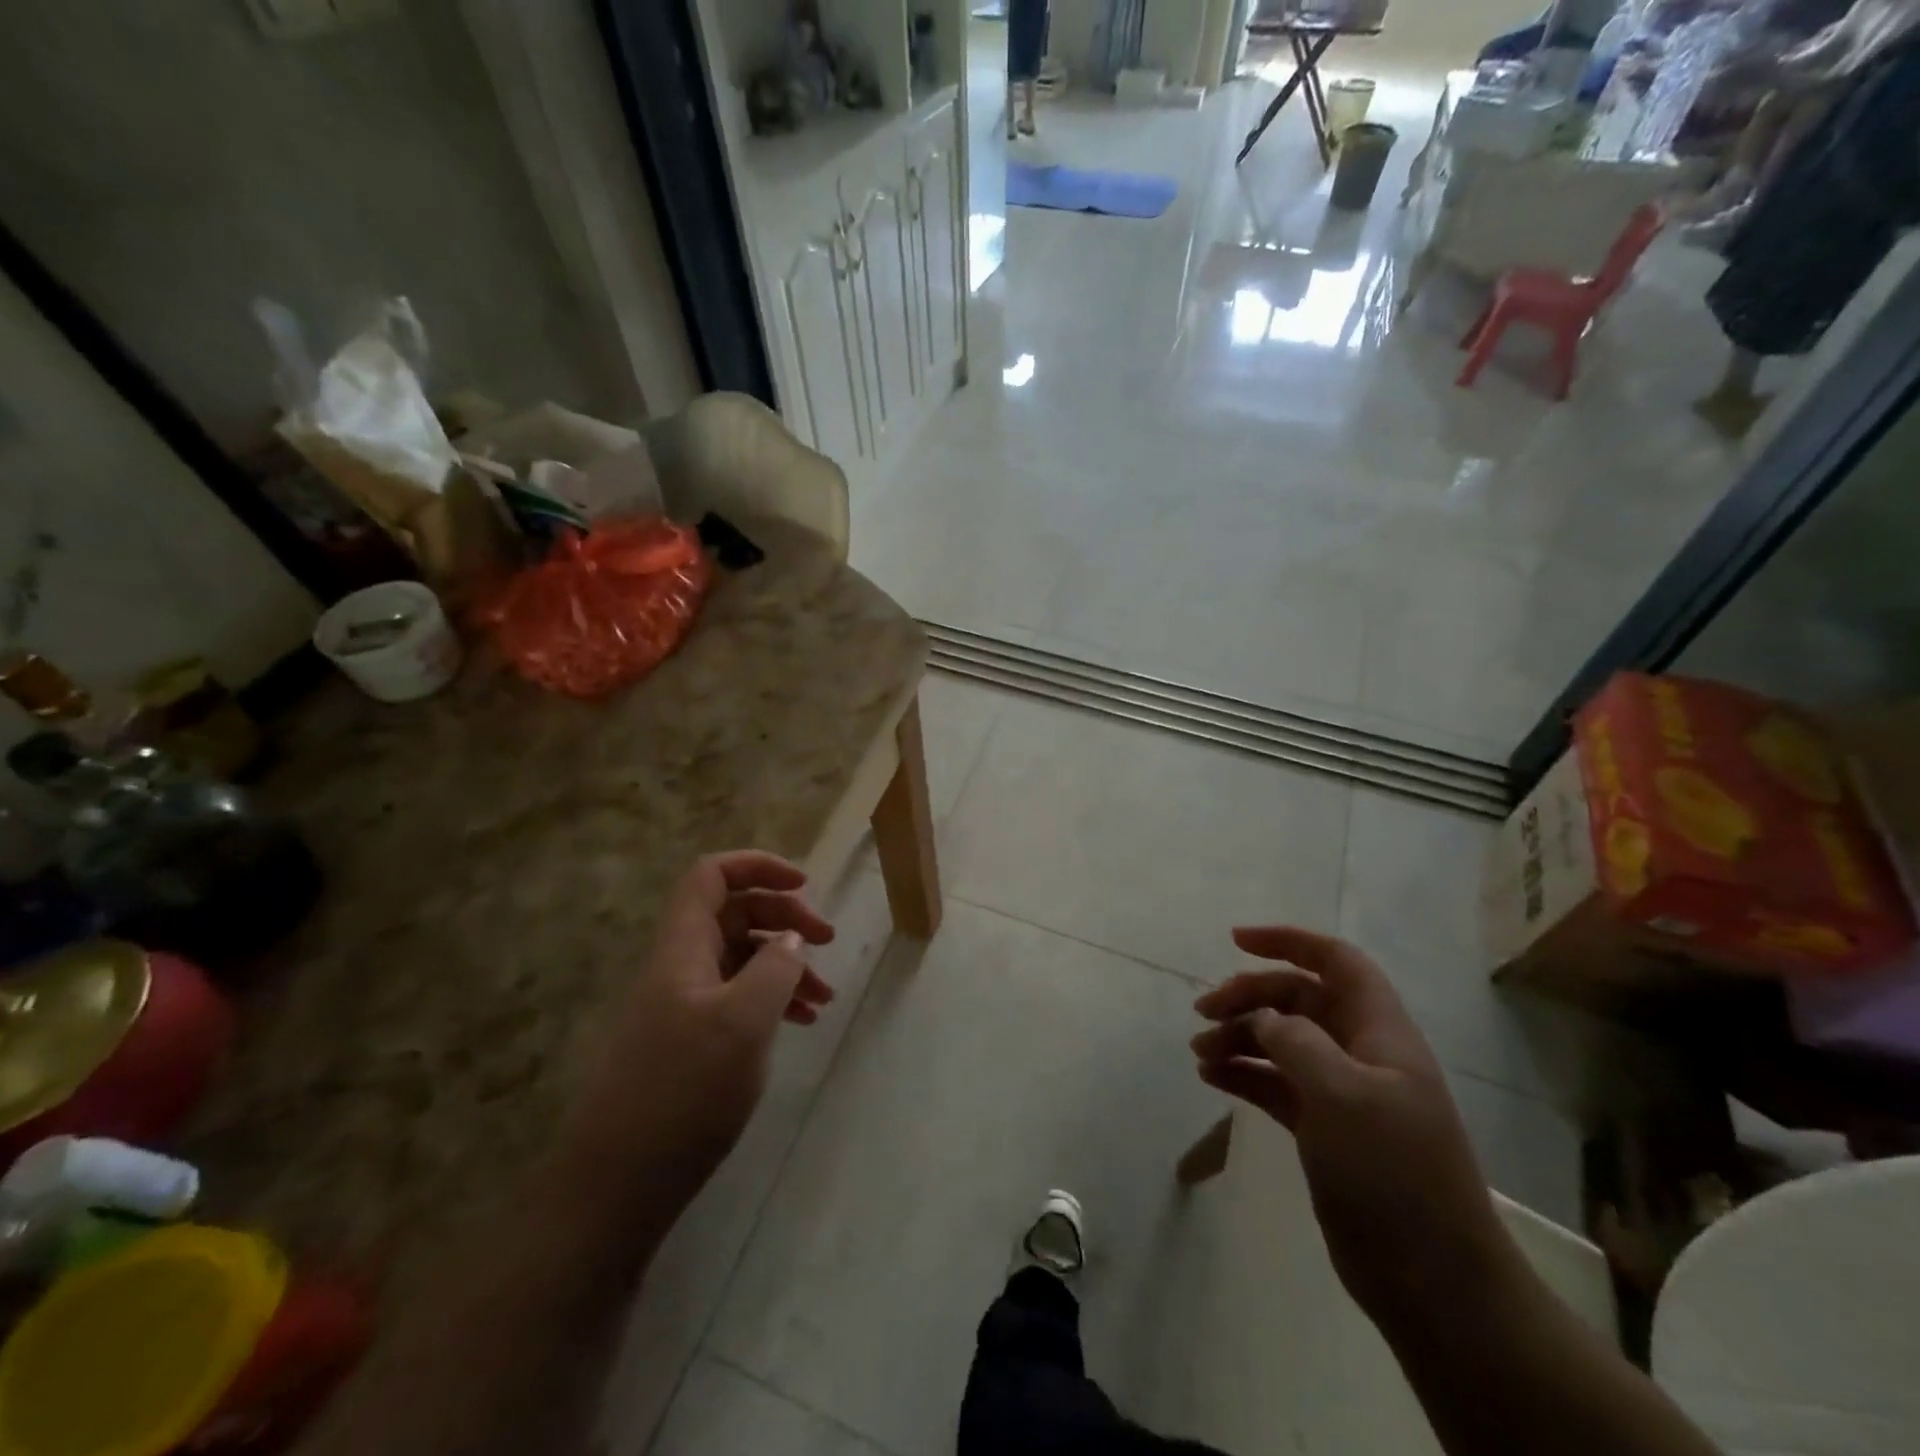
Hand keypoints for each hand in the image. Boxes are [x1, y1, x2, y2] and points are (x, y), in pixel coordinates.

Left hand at [561, 851, 834, 1214]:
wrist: (616, 1186)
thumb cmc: (683, 1093)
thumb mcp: (743, 1022)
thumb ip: (775, 968)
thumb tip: (791, 938)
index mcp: (682, 946)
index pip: (712, 875)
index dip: (758, 866)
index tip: (805, 885)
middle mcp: (678, 965)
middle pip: (733, 913)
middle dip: (784, 917)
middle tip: (827, 941)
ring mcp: (679, 1004)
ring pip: (739, 958)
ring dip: (784, 965)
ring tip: (824, 998)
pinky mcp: (685, 1041)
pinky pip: (734, 998)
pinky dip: (769, 1000)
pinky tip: (799, 1025)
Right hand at [1191, 926, 1511, 1324]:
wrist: (1434, 1284)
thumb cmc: (1393, 1174)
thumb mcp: (1342, 1096)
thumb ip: (1296, 1042)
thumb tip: (1264, 1016)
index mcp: (1379, 1032)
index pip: (1336, 962)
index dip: (1290, 941)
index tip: (1236, 940)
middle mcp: (1361, 1053)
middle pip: (1299, 999)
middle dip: (1250, 996)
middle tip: (1203, 1012)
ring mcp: (1342, 1093)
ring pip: (1282, 1042)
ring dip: (1240, 1037)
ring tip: (1200, 1053)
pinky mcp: (1324, 1130)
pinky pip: (1275, 1084)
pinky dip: (1244, 1074)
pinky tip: (1212, 1078)